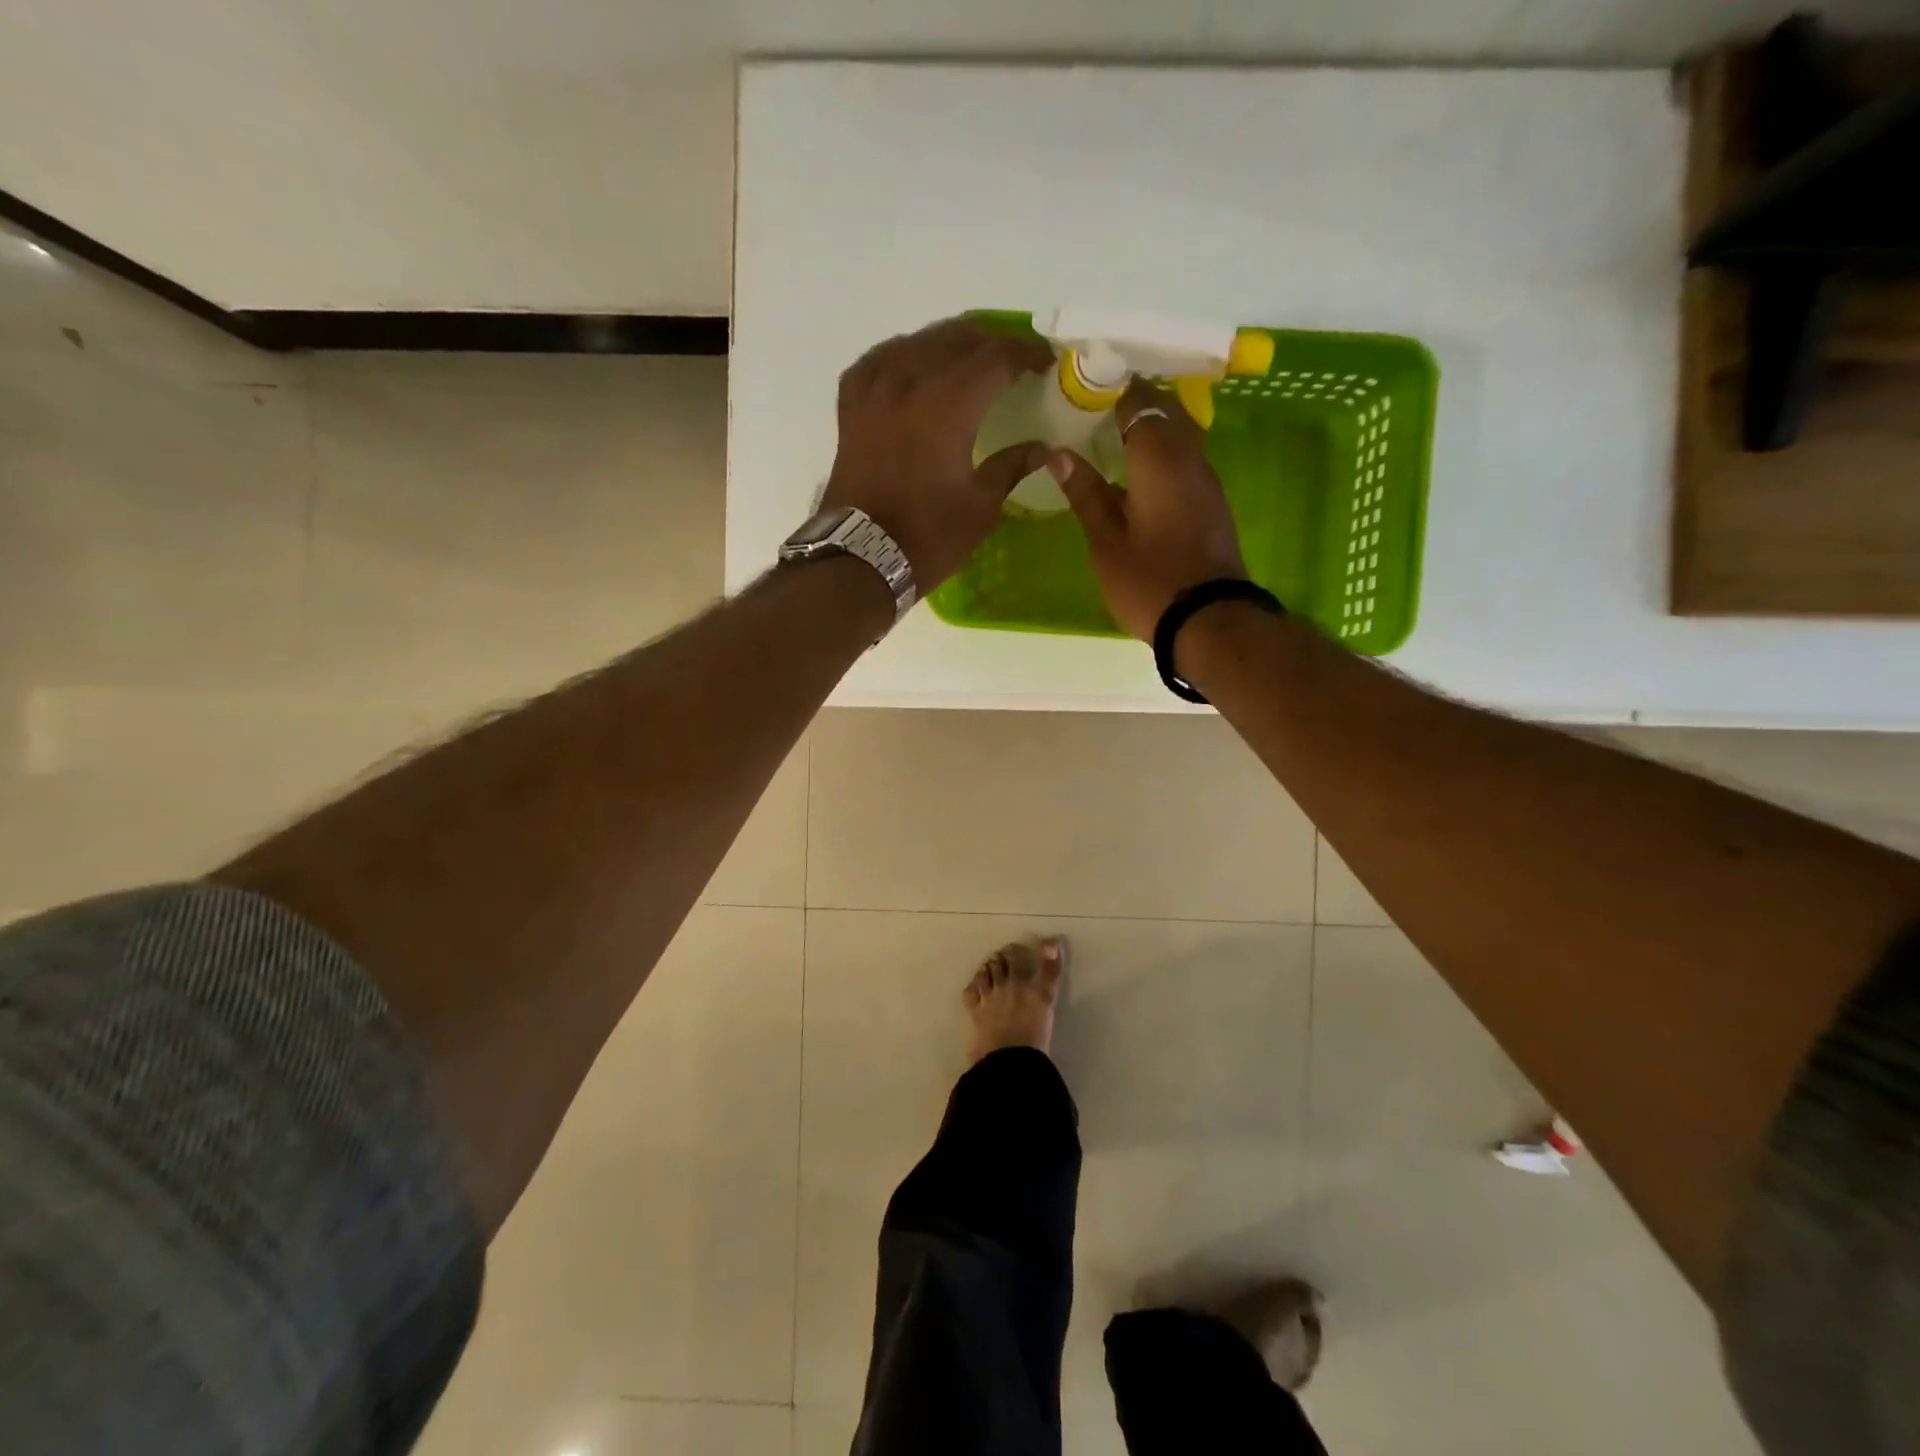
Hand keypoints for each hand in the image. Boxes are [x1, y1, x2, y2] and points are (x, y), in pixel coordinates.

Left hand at [821, 317, 1055, 592]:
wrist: (861, 560)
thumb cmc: (927, 538)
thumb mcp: (981, 508)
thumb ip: (1012, 468)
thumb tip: (1046, 449)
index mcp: (949, 405)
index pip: (996, 357)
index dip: (1026, 352)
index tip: (1045, 362)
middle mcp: (909, 384)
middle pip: (955, 340)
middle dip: (990, 342)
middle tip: (1012, 357)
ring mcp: (874, 394)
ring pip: (914, 344)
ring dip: (946, 344)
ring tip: (966, 357)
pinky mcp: (851, 411)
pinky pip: (875, 364)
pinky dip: (898, 357)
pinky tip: (908, 366)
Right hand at [1053, 381, 1248, 640]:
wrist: (1208, 620)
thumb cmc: (1148, 580)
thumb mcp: (1105, 541)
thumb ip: (1085, 493)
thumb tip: (1059, 454)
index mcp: (1159, 458)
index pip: (1139, 401)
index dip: (1114, 388)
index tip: (1087, 386)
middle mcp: (1190, 458)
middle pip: (1166, 411)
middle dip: (1135, 404)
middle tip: (1097, 411)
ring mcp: (1207, 481)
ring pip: (1181, 436)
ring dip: (1151, 430)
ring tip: (1113, 439)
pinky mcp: (1213, 504)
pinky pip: (1187, 462)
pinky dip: (1164, 456)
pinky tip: (1139, 475)